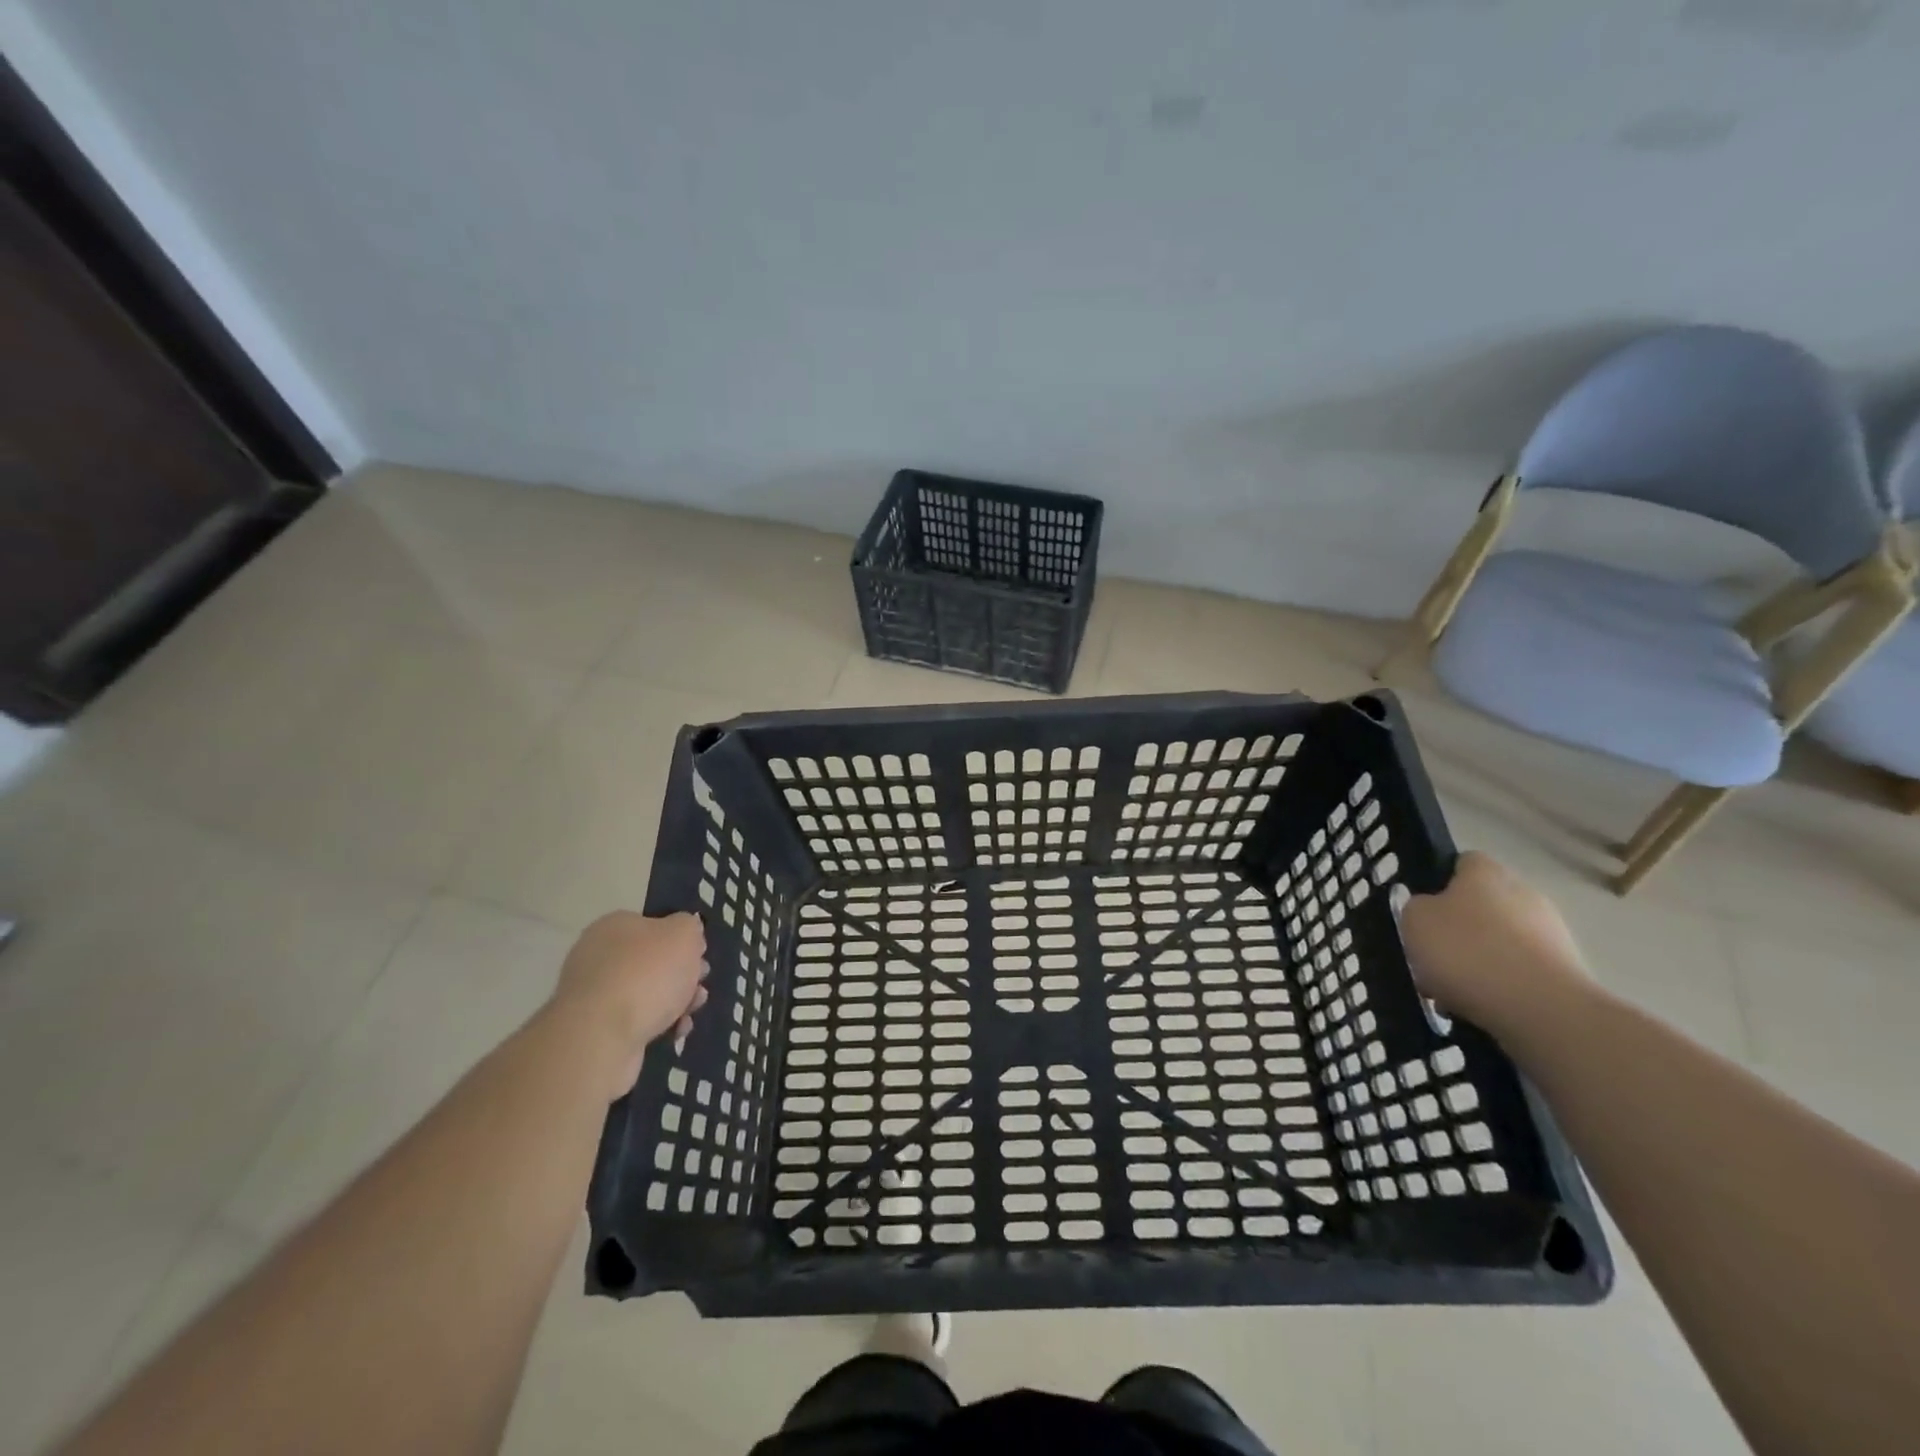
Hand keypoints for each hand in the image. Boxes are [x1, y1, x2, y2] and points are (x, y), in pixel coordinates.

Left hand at [546, 911, 708, 1100]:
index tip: (700, 955)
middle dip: (681, 974)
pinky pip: (635, 1021)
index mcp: (614, 926)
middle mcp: (598, 956)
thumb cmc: (647, 973)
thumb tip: (684, 935)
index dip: (681, 939)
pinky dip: (658, 1025)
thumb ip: (689, 927)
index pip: (652, 925)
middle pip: (651, 961)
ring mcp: (593, 995)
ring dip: (675, 1001)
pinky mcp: (595, 1030)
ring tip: (692, 1011)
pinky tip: (675, 1031)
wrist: (602, 1036)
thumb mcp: (684, 934)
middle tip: (700, 984)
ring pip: (646, 993)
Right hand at [1398, 852, 1589, 1036]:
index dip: (1439, 882)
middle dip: (1459, 929)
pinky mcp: (1568, 973)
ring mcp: (1552, 934)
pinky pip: (1520, 973)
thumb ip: (1417, 907)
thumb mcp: (1414, 920)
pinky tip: (1480, 1008)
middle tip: (1432, 956)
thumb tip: (1430, 910)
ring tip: (1451, 992)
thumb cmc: (1467, 951)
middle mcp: (1524, 893)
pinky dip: (1501, 987)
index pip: (1463, 862)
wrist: (1542, 1010)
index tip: (1422, 910)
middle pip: (1482, 905)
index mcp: (1486, 872)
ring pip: (1500, 942)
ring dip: (1478, 961)